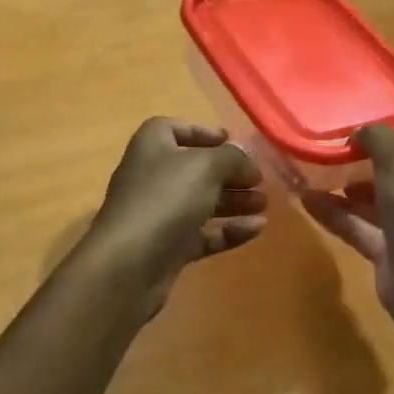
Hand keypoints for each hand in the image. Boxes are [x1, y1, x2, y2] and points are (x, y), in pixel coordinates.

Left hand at [83, 118, 267, 312]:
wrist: (129, 264)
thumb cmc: (166, 199)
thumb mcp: (206, 166)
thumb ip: (232, 158)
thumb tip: (246, 161)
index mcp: (153, 145)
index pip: (177, 129)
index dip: (205, 132)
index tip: (233, 141)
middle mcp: (153, 175)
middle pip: (196, 168)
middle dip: (230, 173)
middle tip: (260, 180)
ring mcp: (159, 213)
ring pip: (202, 202)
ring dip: (234, 201)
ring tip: (264, 204)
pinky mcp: (168, 246)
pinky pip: (203, 233)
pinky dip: (228, 230)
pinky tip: (257, 229)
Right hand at [303, 124, 393, 319]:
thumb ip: (377, 138)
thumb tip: (360, 133)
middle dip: (380, 167)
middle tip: (350, 153)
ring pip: (382, 204)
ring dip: (353, 191)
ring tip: (323, 173)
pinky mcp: (392, 254)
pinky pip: (361, 228)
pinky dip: (337, 215)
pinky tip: (307, 200)